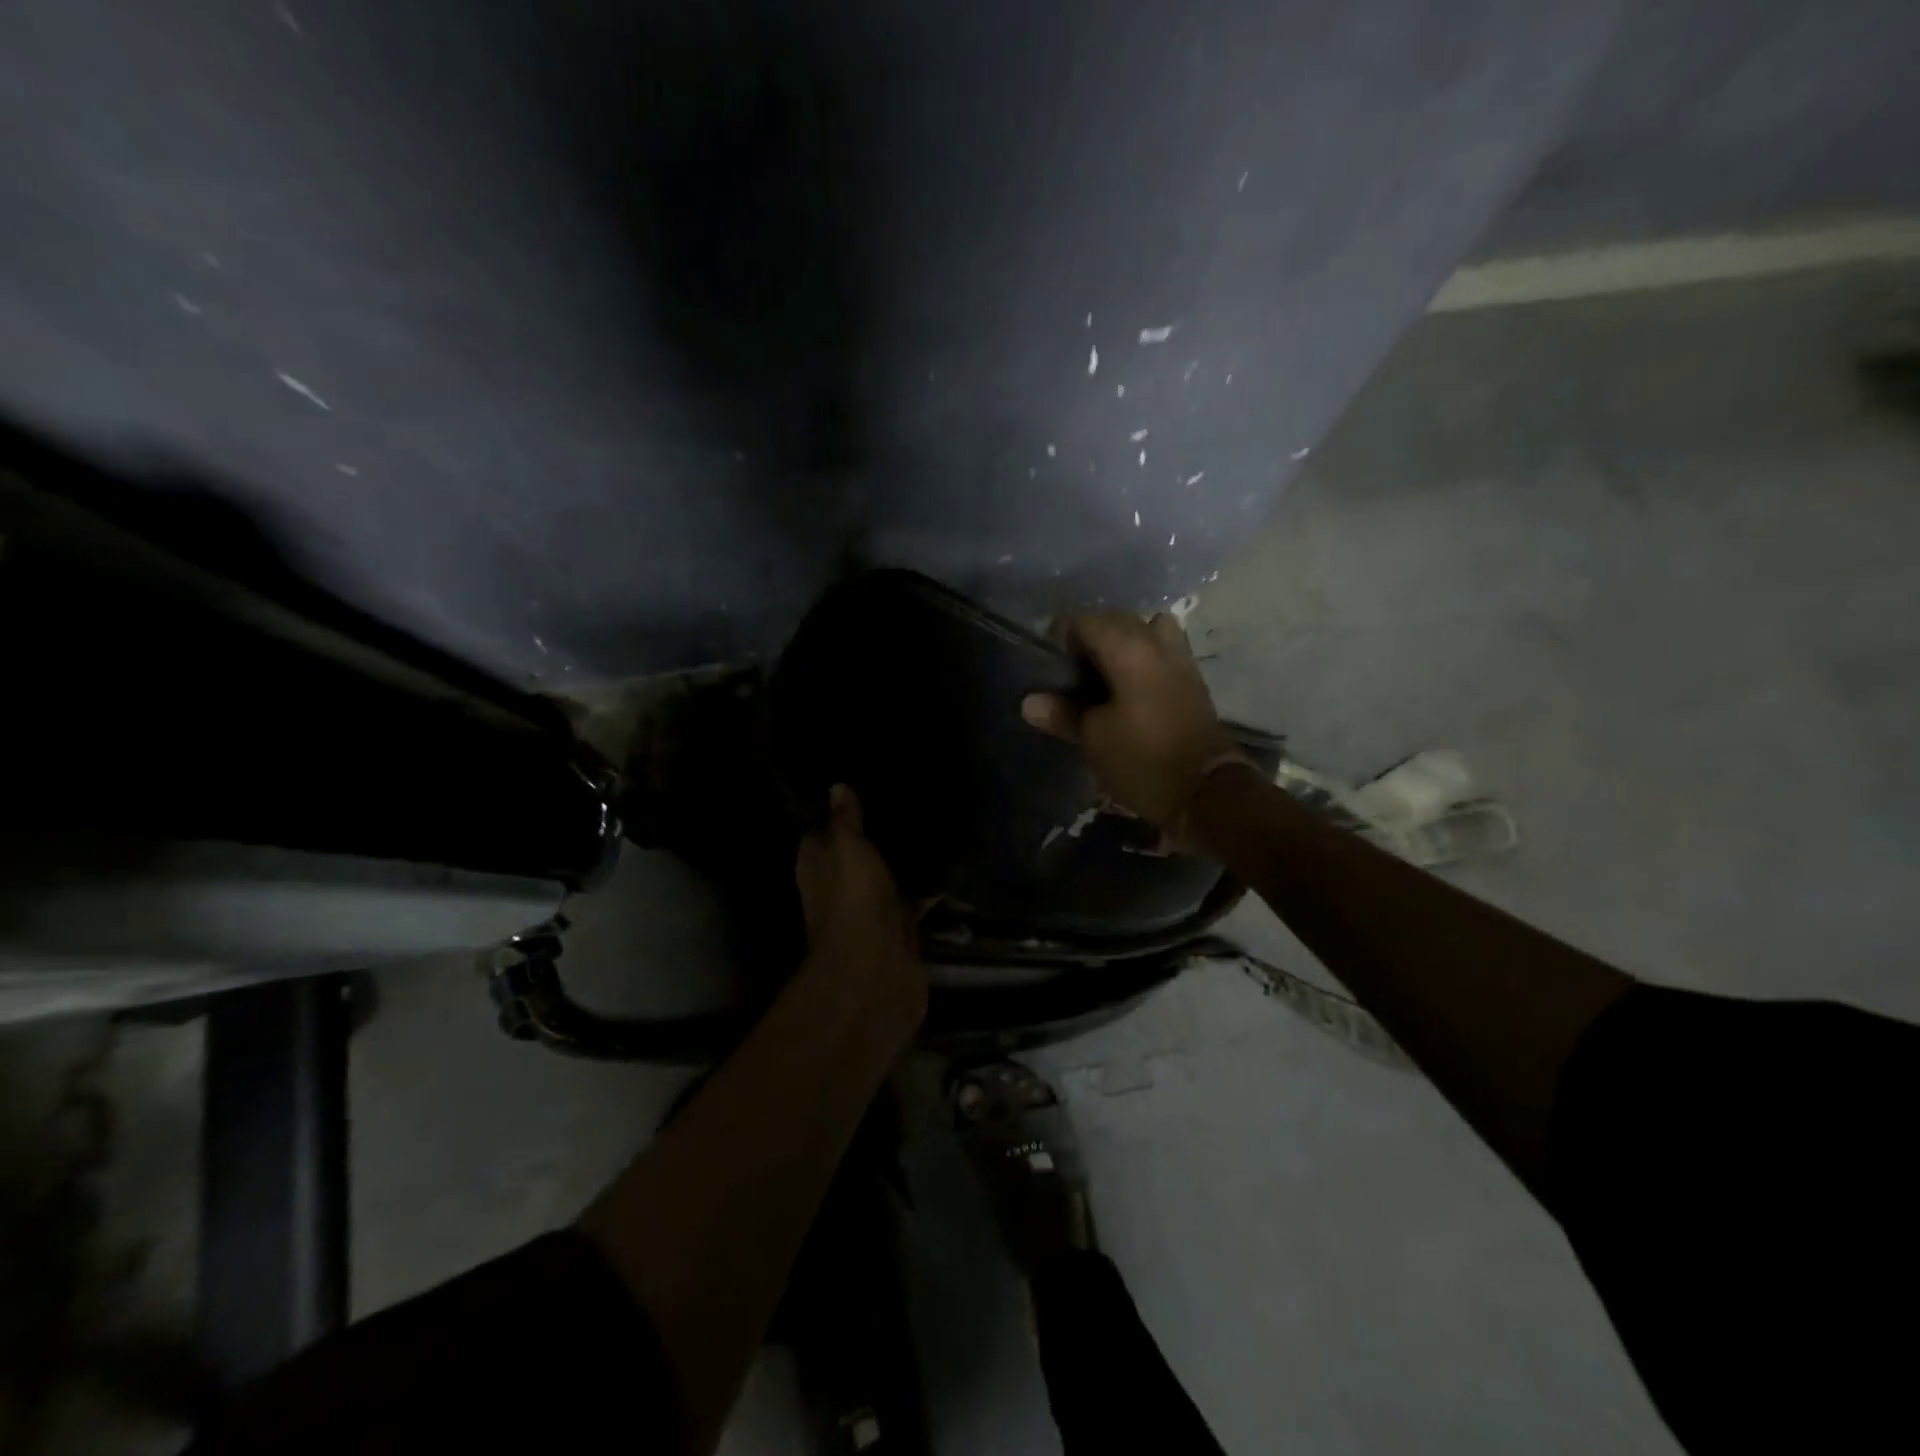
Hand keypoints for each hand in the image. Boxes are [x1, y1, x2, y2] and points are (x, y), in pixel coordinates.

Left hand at [796, 785, 927, 1027]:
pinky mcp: (899, 925)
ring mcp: (870, 907)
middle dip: (875, 832)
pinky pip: (913, 897)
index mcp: (818, 864)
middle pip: (856, 852)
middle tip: (905, 796)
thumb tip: (837, 787)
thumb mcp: (848, 848)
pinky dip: (927, 885)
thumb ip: (846, 819)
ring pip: (886, 874)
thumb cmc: (854, 900)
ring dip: (902, 857)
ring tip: (931, 820)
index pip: (823, 829)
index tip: (862, 783)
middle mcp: (840, 885)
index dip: (838, 810)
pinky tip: (949, 860)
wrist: (876, 970)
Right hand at [1021, 612, 1244, 834]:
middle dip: (1091, 635)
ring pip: (1147, 630)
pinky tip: (1127, 688)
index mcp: (1129, 649)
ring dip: (1123, 642)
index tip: (1048, 660)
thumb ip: (1062, 714)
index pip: (1086, 621)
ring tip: (1103, 673)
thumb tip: (1029, 702)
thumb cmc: (1143, 760)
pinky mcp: (1192, 681)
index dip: (1062, 634)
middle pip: (1118, 620)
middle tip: (1070, 669)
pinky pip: (1162, 650)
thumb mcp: (1094, 739)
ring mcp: (1180, 660)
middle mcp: (1157, 644)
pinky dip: (1142, 657)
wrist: (1206, 791)